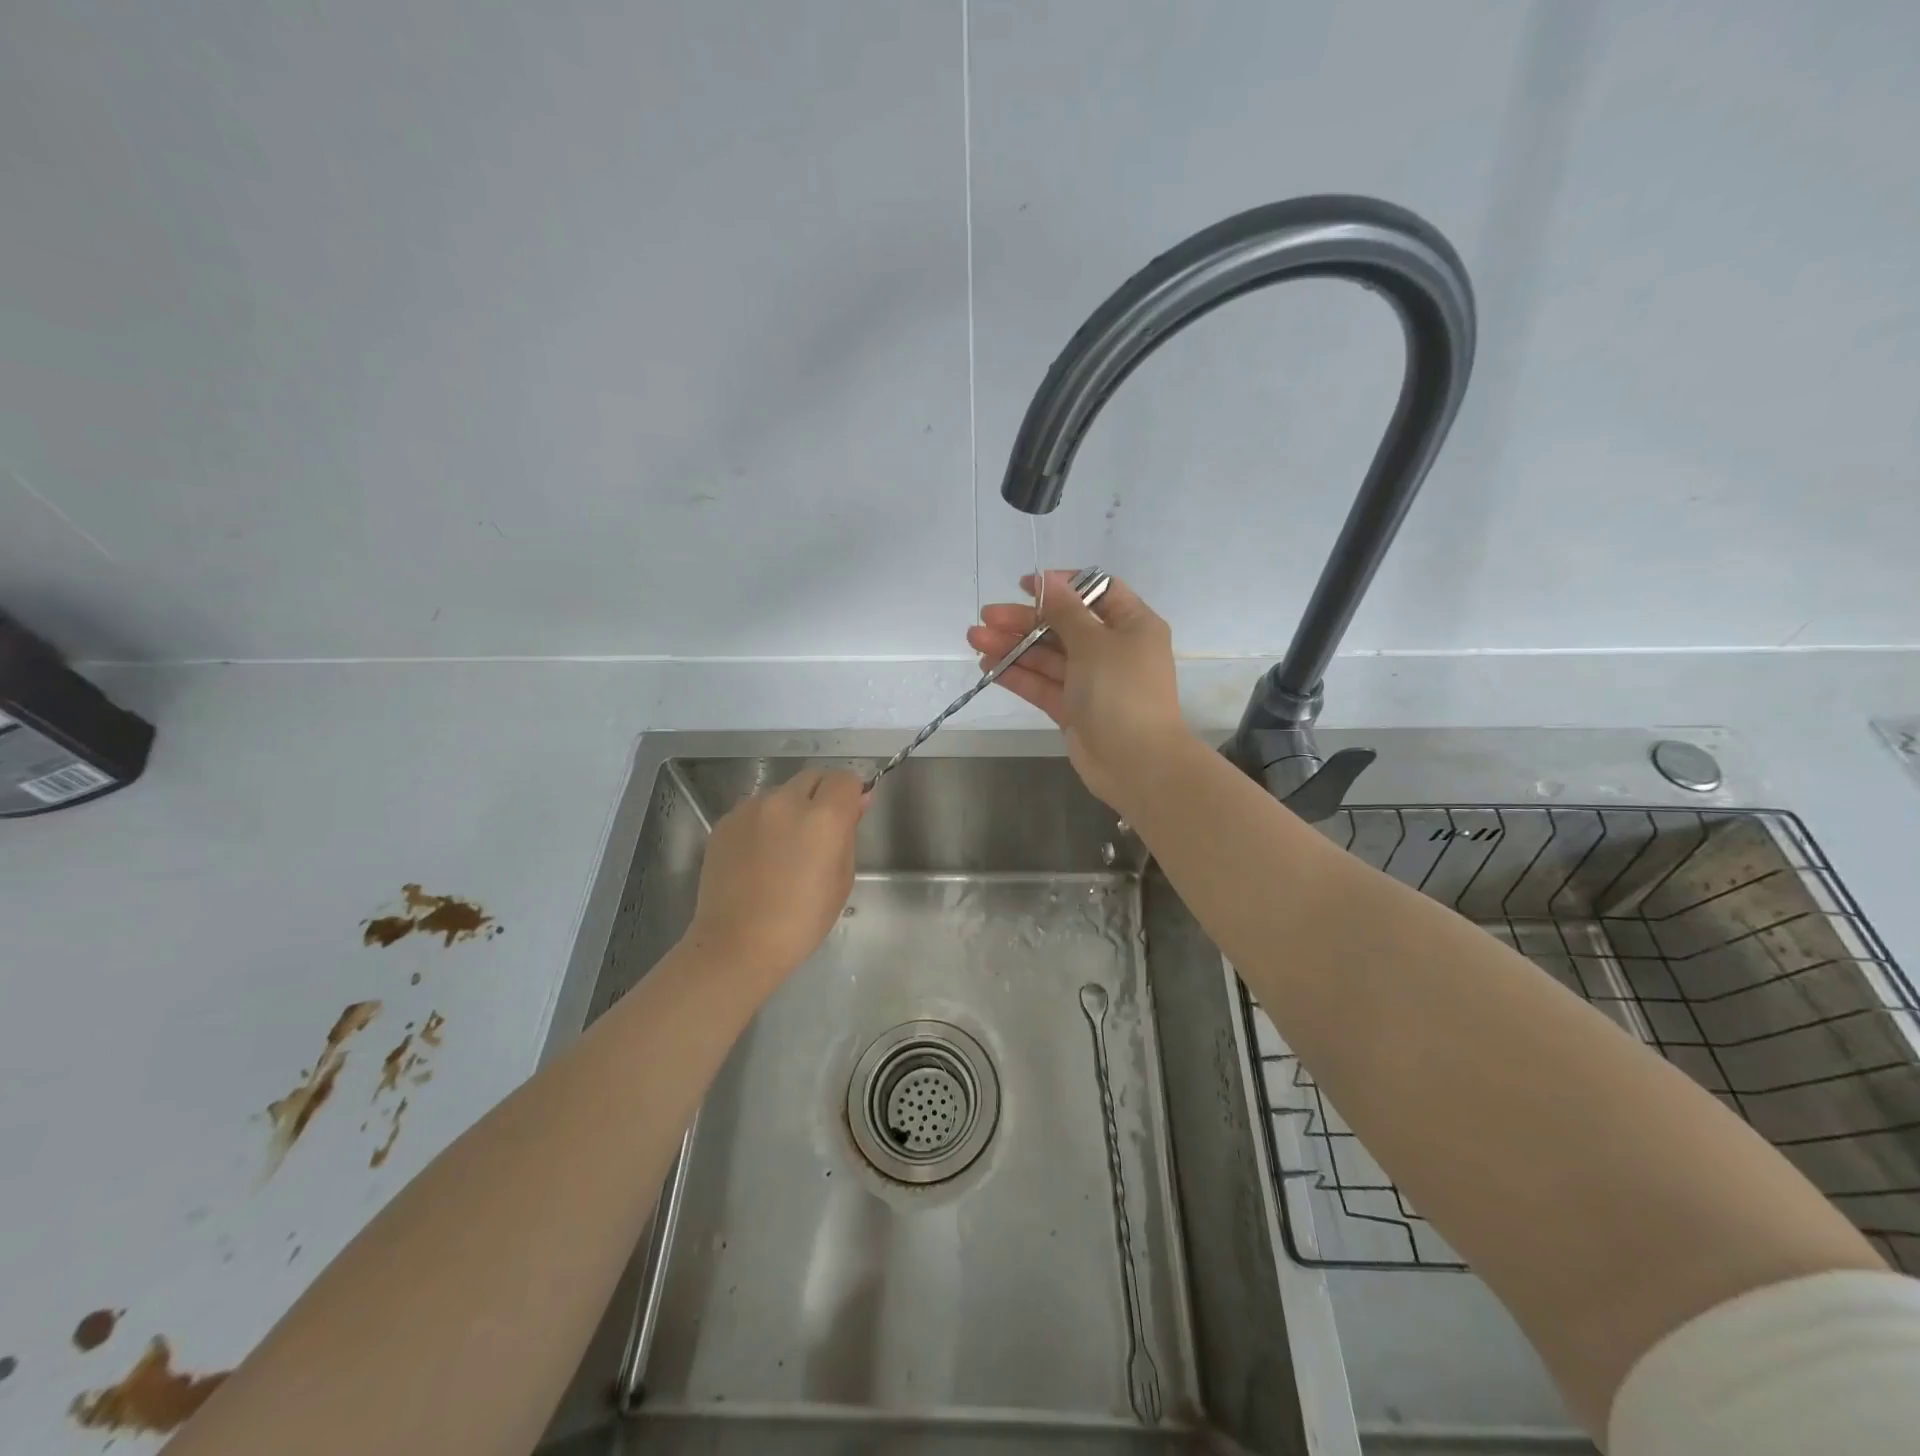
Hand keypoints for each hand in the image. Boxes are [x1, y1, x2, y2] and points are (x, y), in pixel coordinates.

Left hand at [685, 768, 866, 983]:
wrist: (738, 944)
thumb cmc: (801, 921)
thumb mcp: (841, 879)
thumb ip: (849, 833)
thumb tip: (856, 802)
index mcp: (823, 817)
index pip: (845, 779)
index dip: (851, 795)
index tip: (849, 816)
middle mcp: (785, 801)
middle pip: (813, 777)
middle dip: (822, 795)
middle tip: (818, 831)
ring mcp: (750, 809)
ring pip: (781, 792)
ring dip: (790, 808)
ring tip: (783, 848)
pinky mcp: (725, 822)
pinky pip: (754, 810)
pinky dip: (763, 822)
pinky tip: (759, 856)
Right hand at [966, 571, 1192, 809]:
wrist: (1136, 763)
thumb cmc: (1121, 692)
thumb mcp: (1094, 643)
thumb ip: (1065, 611)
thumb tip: (1048, 580)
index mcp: (1132, 625)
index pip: (1097, 592)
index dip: (1061, 586)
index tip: (1025, 585)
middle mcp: (1113, 649)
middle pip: (1064, 625)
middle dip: (1024, 620)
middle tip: (987, 616)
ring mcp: (1092, 681)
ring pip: (1048, 656)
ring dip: (1013, 646)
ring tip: (975, 639)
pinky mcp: (1073, 708)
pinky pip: (1043, 684)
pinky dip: (1018, 674)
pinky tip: (989, 666)